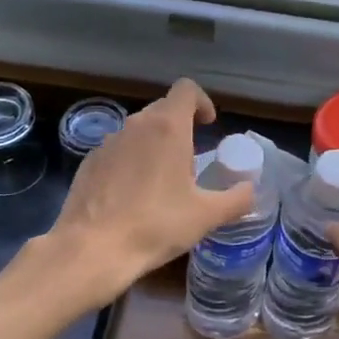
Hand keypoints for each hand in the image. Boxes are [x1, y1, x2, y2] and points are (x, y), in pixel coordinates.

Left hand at [51, 78, 254, 291]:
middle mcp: (136, 125)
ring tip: (162, 184)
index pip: (186, 89)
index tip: (208, 126)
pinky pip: (117, 151)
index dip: (202, 102)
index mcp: (167, 127)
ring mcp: (108, 142)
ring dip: (155, 146)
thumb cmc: (156, 225)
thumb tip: (250, 190)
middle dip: (181, 128)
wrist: (92, 249)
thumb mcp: (206, 216)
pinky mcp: (88, 162)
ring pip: (139, 131)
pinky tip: (132, 198)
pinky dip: (130, 163)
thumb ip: (237, 199)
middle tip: (190, 163)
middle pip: (163, 109)